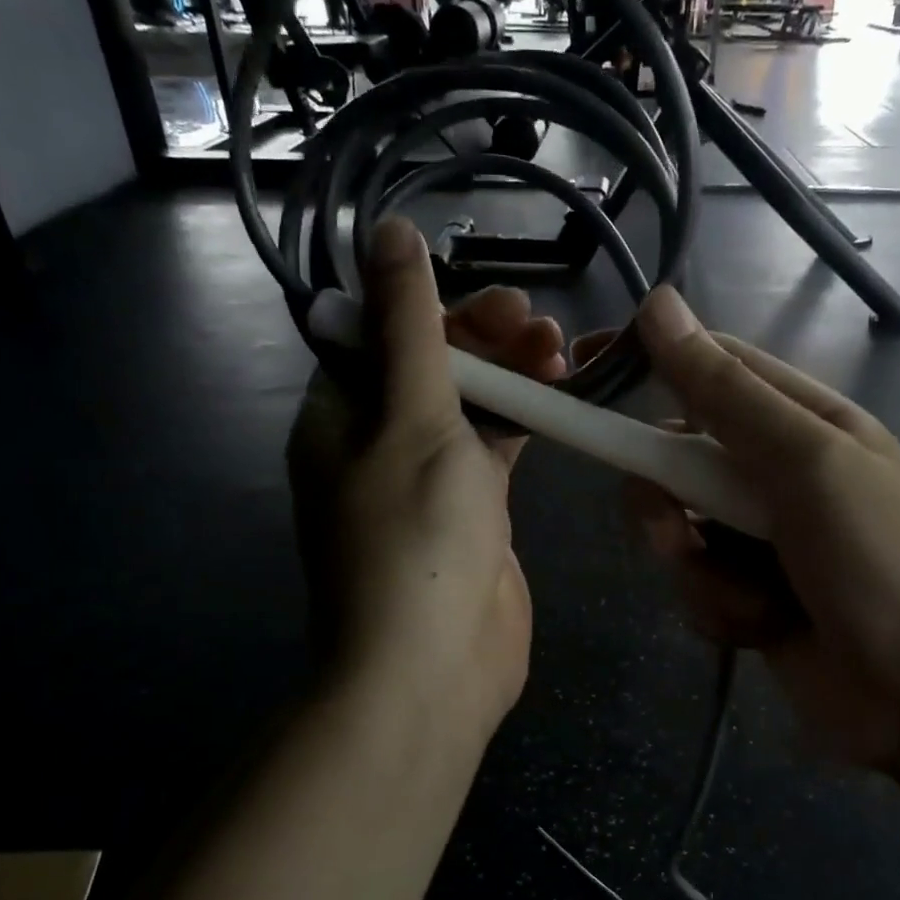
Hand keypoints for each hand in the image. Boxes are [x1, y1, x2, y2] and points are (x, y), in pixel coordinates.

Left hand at [286, 218, 565, 745]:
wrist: (434, 667)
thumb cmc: (415, 536)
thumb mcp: (412, 416)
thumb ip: (407, 325)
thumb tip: (387, 231)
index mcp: (340, 416)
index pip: (382, 334)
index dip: (436, 308)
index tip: (497, 303)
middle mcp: (376, 442)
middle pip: (430, 365)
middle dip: (484, 338)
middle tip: (539, 326)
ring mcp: (427, 479)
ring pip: (469, 404)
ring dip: (510, 374)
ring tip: (560, 351)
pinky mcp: (473, 510)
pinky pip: (495, 447)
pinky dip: (524, 419)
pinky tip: (559, 396)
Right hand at [595, 288, 899, 776]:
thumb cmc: (883, 563)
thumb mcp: (805, 465)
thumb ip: (726, 394)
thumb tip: (660, 303)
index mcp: (799, 422)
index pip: (708, 368)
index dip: (645, 361)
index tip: (582, 369)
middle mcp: (774, 474)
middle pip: (675, 459)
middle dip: (665, 501)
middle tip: (675, 532)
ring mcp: (759, 540)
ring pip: (676, 531)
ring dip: (699, 569)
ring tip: (753, 599)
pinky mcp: (748, 598)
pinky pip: (695, 588)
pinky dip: (720, 610)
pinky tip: (765, 630)